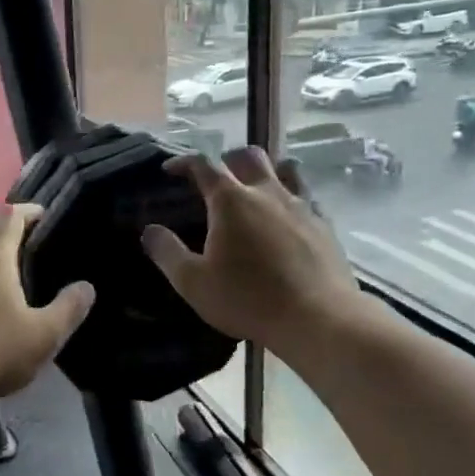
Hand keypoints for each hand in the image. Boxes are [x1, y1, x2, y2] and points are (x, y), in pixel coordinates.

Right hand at [141, 147, 374, 357]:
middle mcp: (267, 192)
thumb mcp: (193, 282)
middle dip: (228, 159)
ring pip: (285, 168)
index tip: (170, 170)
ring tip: (256, 190)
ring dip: (266, 172)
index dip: (184, 162)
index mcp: (231, 200)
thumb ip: (167, 252)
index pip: (203, 164)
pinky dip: (292, 198)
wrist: (319, 319)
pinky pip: (308, 197)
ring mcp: (301, 205)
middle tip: (217, 178)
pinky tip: (288, 219)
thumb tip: (149, 230)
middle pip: (248, 156)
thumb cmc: (248, 299)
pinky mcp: (325, 225)